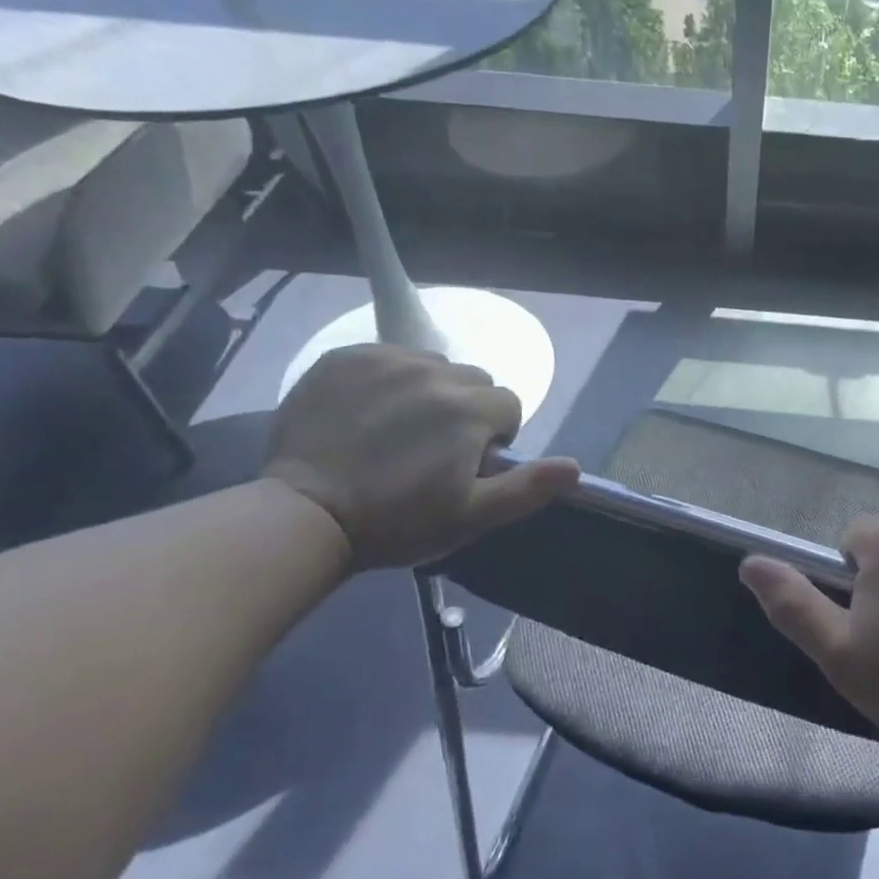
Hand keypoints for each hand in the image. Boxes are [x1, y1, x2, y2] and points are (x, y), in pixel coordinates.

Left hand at [263, 345, 578, 570]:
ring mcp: (385, 360)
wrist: (303, 515)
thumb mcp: (470, 517)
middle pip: (472, 380)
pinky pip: (386, 357)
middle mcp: (434, 371)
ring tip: (397, 430)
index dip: (494, 437)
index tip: (465, 465)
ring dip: (428, 390)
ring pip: (431, 365)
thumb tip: (575, 468)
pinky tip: (365, 413)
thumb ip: (527, 489)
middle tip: (432, 449)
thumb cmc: (396, 521)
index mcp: (469, 409)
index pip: (508, 405)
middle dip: (465, 409)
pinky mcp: (344, 358)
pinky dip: (387, 378)